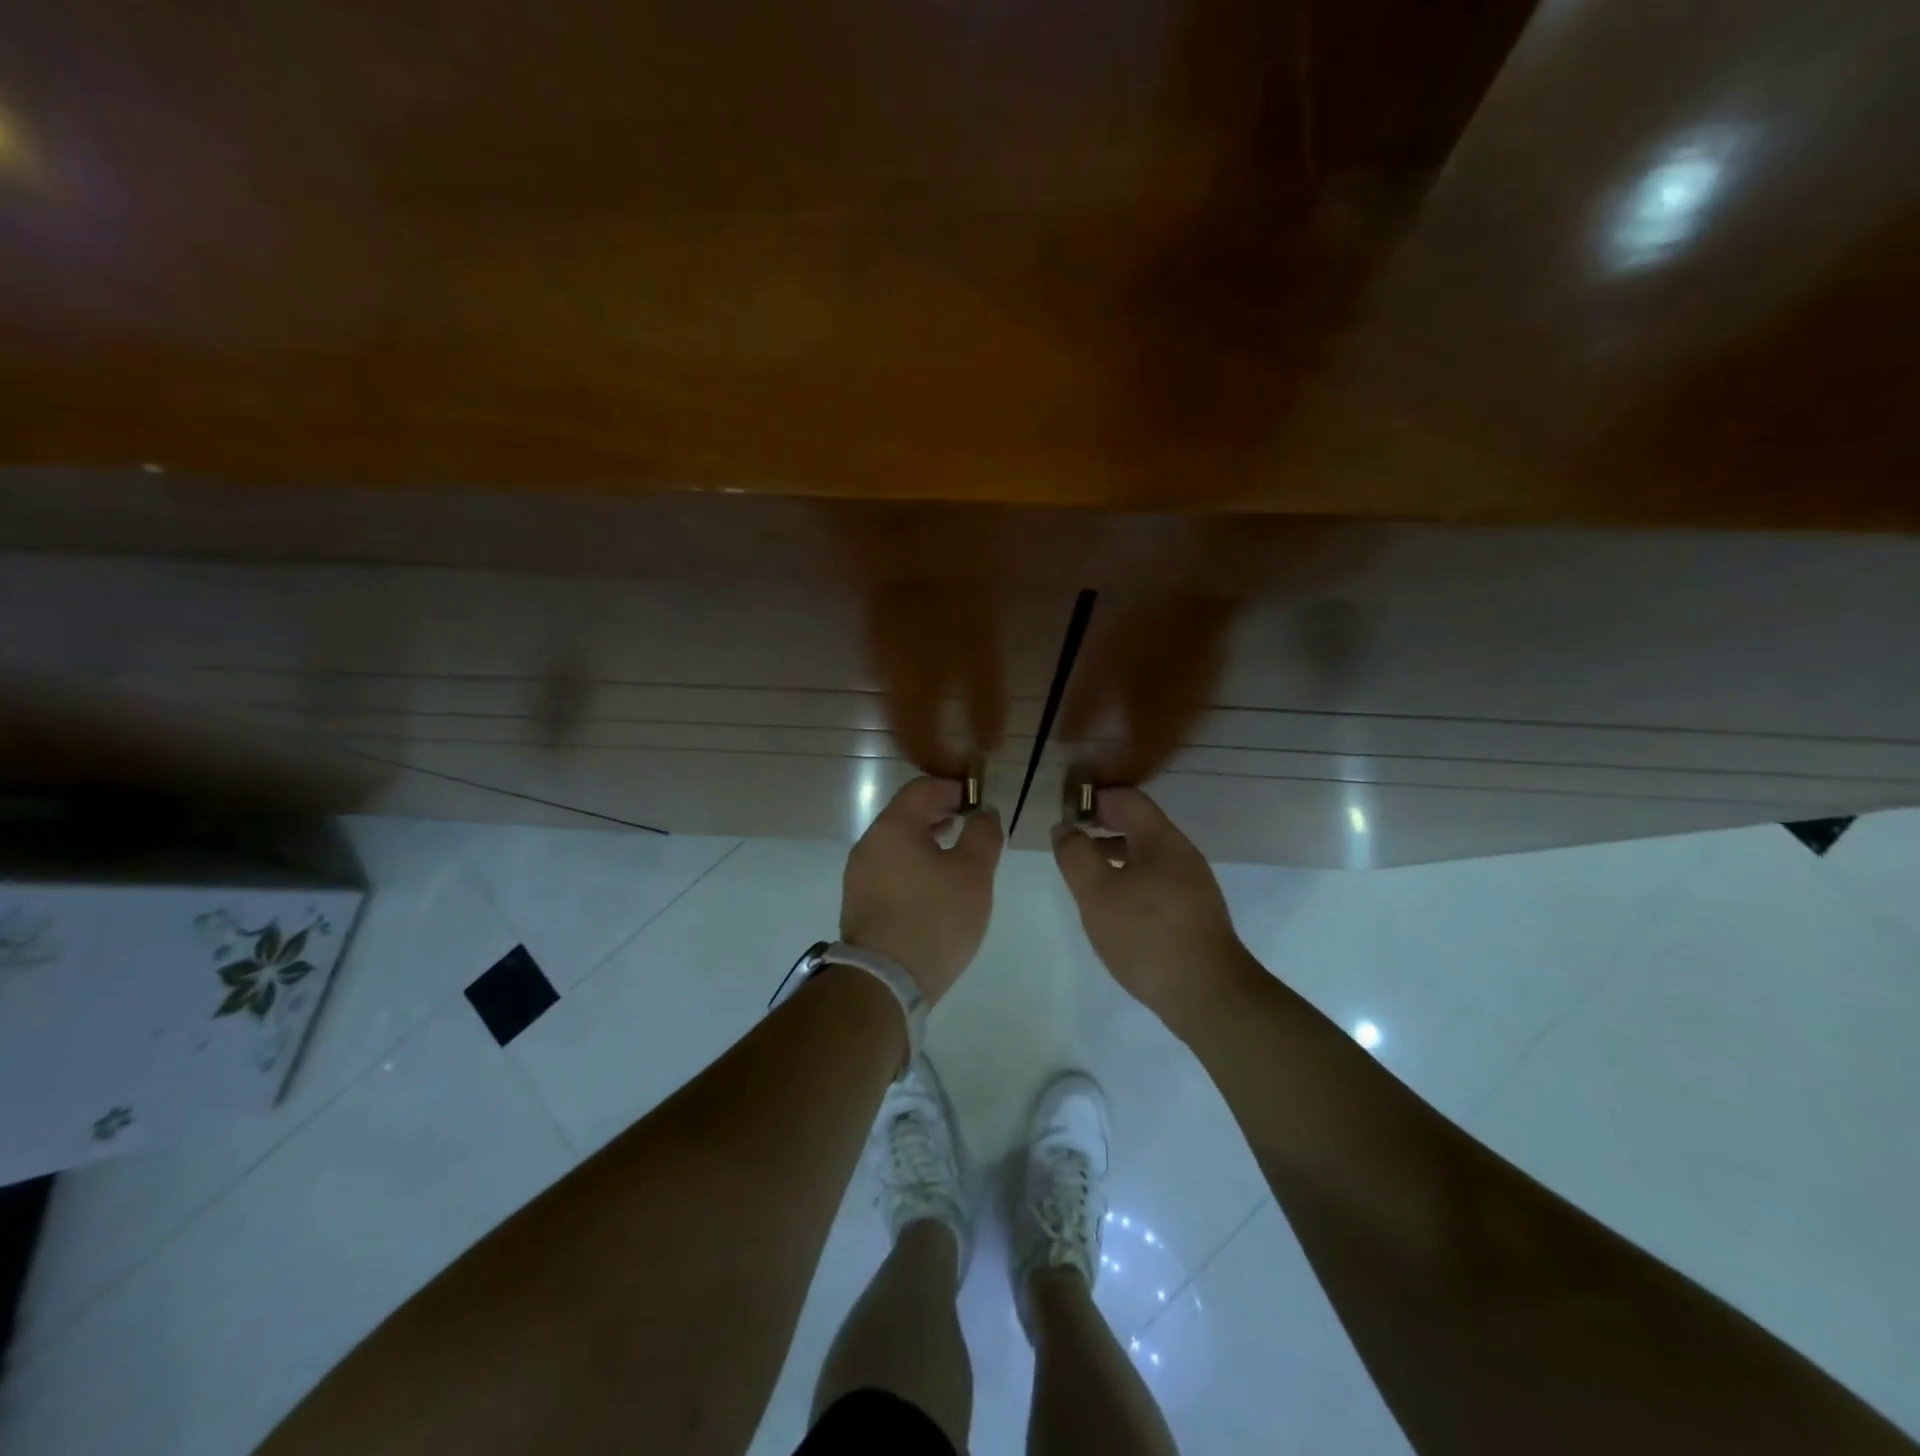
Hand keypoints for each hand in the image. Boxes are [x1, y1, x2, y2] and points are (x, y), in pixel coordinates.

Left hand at [841, 777, 1003, 1002]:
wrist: (884, 981)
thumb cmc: (934, 919)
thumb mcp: (973, 874)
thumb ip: (983, 835)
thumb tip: (984, 813)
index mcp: (893, 827)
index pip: (922, 788)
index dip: (953, 788)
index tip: (978, 801)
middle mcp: (869, 843)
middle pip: (906, 813)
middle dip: (940, 813)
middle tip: (970, 824)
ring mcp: (859, 873)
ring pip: (897, 842)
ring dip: (926, 840)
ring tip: (955, 853)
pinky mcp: (859, 900)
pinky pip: (889, 867)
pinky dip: (912, 863)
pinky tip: (933, 885)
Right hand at [1052, 787, 1254, 1031]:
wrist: (1208, 995)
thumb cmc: (1146, 936)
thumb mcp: (1097, 893)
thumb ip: (1076, 855)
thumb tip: (1065, 828)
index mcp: (1161, 839)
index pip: (1126, 798)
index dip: (1093, 799)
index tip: (1065, 815)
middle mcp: (1181, 853)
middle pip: (1138, 823)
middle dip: (1101, 826)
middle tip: (1069, 843)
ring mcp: (1192, 884)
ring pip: (1146, 854)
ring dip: (1113, 854)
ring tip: (1085, 874)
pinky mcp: (1194, 911)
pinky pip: (1156, 879)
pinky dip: (1129, 878)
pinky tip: (1114, 905)